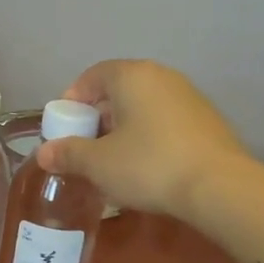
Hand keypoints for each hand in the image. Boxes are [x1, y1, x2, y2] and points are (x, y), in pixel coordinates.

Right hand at [34, 59, 251, 218]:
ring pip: (143, 107)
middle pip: (118, 91)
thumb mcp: (98, 163)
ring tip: (112, 162)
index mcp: (132, 76)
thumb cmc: (149, 165)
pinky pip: (164, 122)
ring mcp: (189, 97)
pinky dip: (148, 137)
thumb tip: (44, 153)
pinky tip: (145, 167)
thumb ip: (68, 153)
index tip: (64, 128)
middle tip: (85, 148)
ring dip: (122, 130)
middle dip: (97, 118)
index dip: (72, 100)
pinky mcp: (207, 121)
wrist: (219, 187)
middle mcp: (161, 77)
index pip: (92, 76)